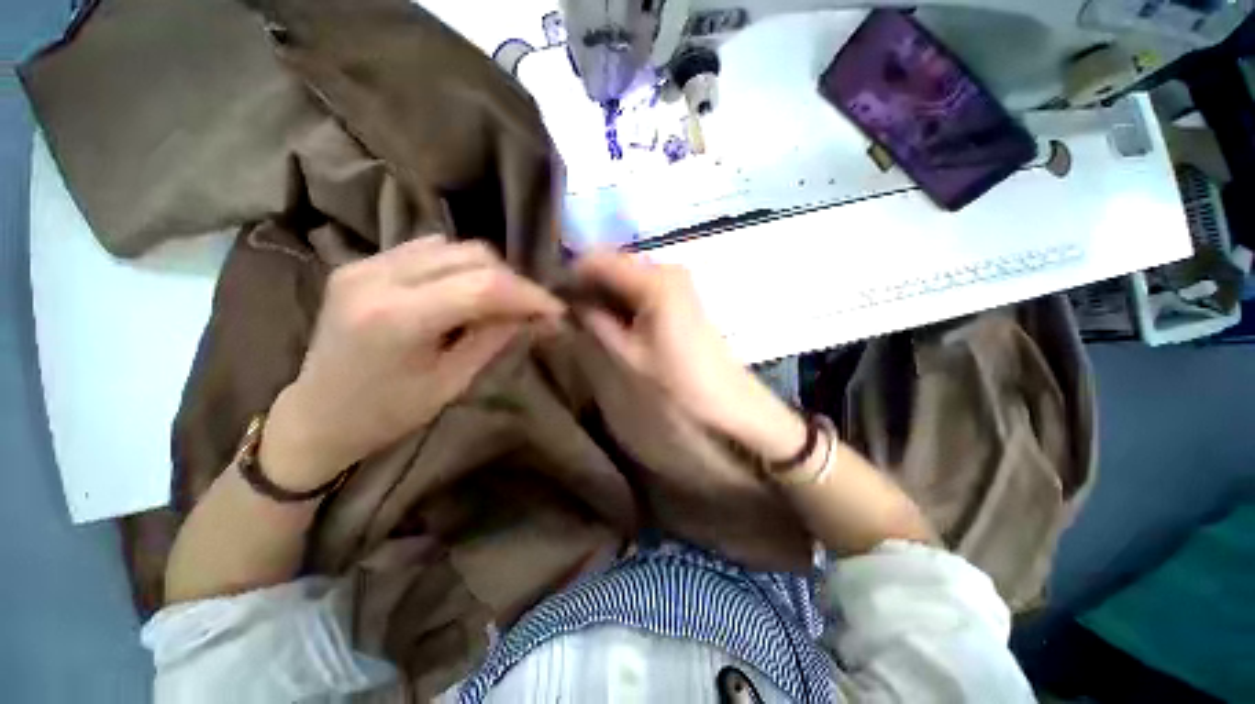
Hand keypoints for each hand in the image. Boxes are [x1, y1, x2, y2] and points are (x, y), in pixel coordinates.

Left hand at [261, 236, 564, 488]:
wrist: (316, 414)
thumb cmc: (385, 414)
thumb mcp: (452, 382)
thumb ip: (494, 338)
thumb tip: (537, 316)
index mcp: (397, 318)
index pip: (483, 286)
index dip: (528, 294)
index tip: (556, 310)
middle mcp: (377, 277)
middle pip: (471, 255)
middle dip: (513, 281)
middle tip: (532, 309)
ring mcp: (365, 263)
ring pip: (453, 245)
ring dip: (490, 271)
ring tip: (504, 300)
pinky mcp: (363, 262)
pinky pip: (430, 248)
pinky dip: (461, 265)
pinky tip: (468, 290)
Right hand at [574, 250, 805, 459]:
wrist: (729, 406)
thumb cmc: (677, 383)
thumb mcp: (628, 355)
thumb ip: (596, 322)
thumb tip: (571, 302)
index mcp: (655, 280)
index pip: (599, 260)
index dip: (571, 276)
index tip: (553, 299)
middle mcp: (668, 269)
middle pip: (615, 264)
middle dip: (588, 284)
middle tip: (568, 312)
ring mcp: (678, 282)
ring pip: (628, 277)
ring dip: (605, 293)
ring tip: (587, 319)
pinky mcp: (683, 297)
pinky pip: (643, 289)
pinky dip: (624, 300)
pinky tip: (615, 321)